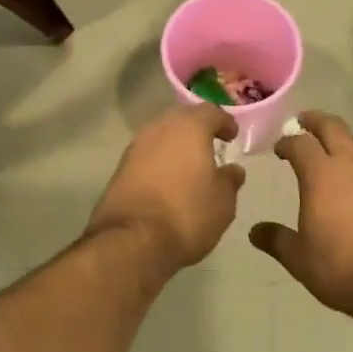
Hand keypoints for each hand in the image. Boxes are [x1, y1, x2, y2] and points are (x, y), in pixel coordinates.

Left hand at [88, 103, 244, 270]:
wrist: (132, 240)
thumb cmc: (187, 214)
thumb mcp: (223, 202)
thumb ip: (230, 180)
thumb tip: (233, 170)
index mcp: (189, 127)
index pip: (210, 111)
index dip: (224, 122)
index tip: (232, 136)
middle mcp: (159, 128)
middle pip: (182, 117)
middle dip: (197, 128)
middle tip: (211, 144)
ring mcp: (136, 147)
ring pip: (161, 135)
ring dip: (176, 144)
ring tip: (189, 164)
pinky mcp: (120, 168)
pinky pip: (147, 155)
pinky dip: (160, 160)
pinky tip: (168, 179)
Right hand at [249, 111, 352, 317]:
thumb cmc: (341, 267)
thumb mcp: (299, 258)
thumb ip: (276, 239)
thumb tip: (255, 231)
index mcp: (320, 174)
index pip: (300, 143)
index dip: (287, 142)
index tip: (279, 148)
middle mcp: (351, 164)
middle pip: (333, 126)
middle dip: (315, 120)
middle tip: (304, 121)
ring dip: (344, 137)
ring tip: (335, 145)